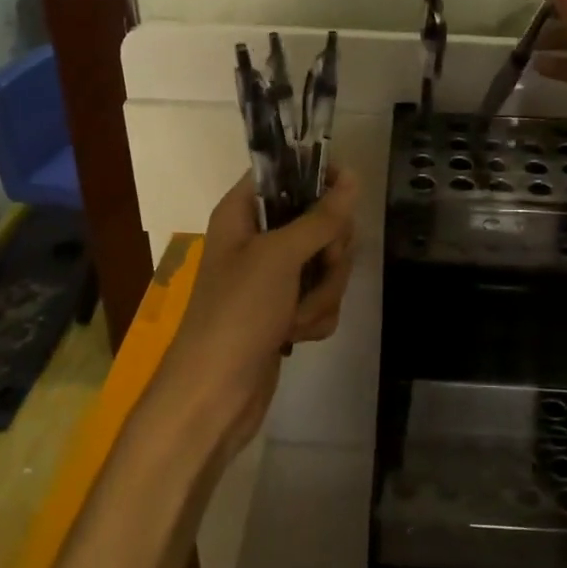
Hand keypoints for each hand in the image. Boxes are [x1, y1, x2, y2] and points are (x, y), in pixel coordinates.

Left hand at [157, 169, 359, 462]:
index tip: (347, 190)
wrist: (214, 396)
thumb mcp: (280, 257)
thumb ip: (320, 217)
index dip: (318, 176)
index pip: (285, 172)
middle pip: (318, 220)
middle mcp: (258, 239)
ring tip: (297, 317)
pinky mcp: (286, 310)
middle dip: (328, 252)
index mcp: (243, 213)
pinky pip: (321, 296)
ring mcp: (274, 277)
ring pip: (326, 263)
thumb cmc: (237, 313)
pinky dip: (315, 317)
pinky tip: (296, 336)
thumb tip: (352, 177)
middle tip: (321, 266)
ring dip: (322, 292)